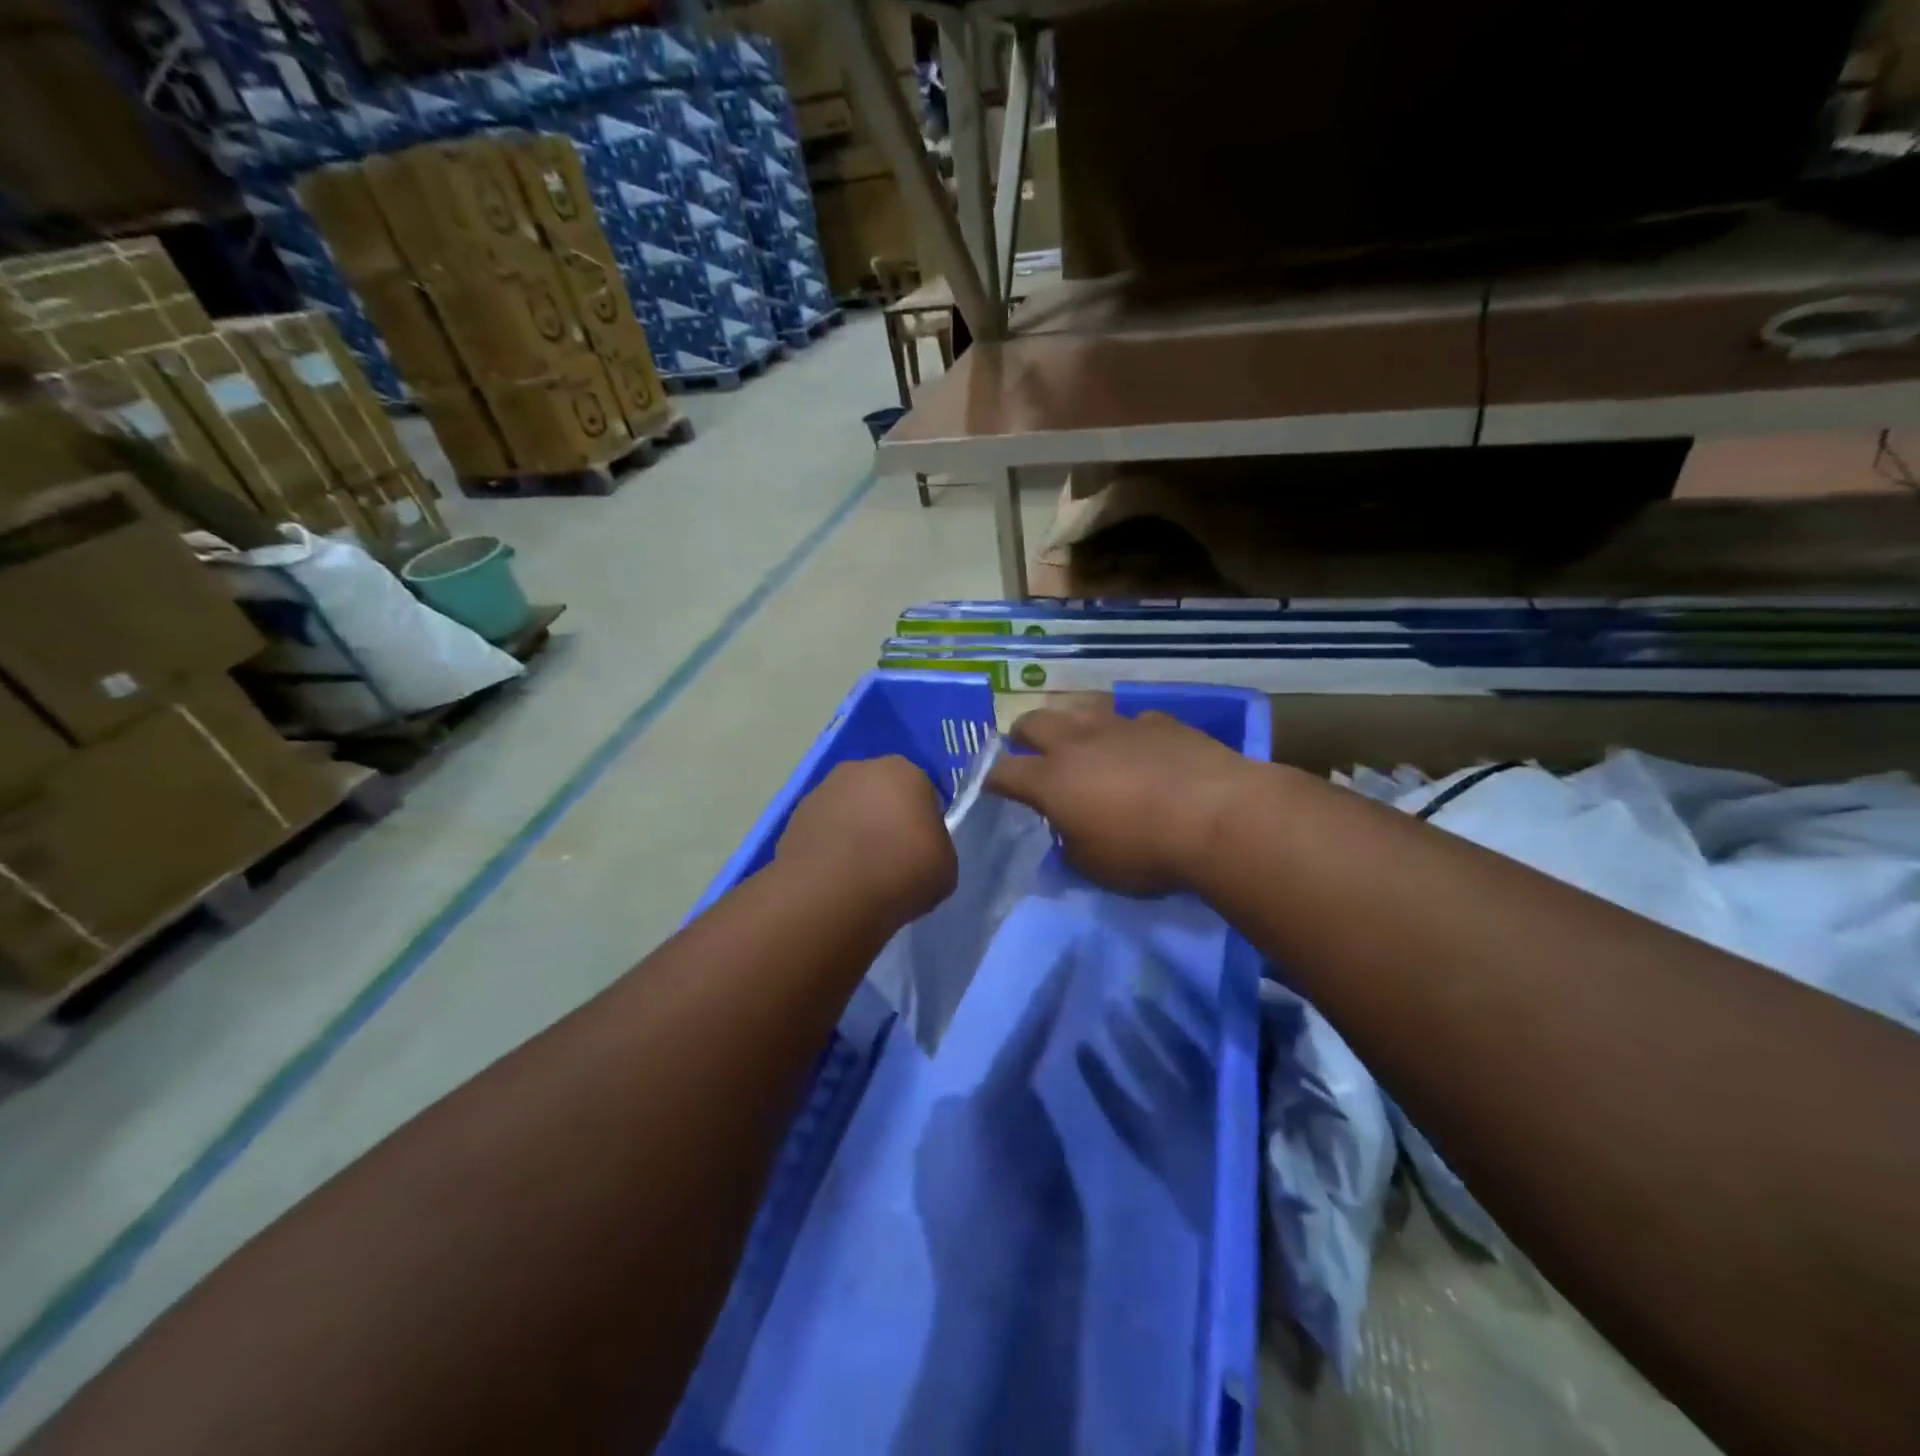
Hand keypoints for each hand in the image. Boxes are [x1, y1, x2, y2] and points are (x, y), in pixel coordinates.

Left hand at [776, 757, 956, 923]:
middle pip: (881, 793)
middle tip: (891, 858)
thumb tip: (919, 850)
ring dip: (854, 831)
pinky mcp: (794, 817)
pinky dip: (829, 847)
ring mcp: (822, 790)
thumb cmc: (902, 871)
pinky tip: (834, 877)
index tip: (921, 850)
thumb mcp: (945, 865)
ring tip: (858, 873)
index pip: (922, 791)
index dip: (923, 821)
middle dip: (885, 818)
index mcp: (905, 771)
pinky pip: (823, 830)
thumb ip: (935, 847)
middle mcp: (861, 769)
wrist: (833, 893)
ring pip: (849, 809)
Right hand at [988, 704, 1254, 895]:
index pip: (1004, 772)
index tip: (993, 786)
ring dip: (1070, 722)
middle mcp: (1077, 742)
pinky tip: (1138, 746)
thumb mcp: (1095, 866)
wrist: (1216, 815)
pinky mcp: (1160, 721)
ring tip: (1079, 739)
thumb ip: (1071, 847)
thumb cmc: (1145, 850)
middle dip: (1023, 734)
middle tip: (1026, 747)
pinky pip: (1131, 720)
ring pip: (1080, 708)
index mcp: (1051, 780)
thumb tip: (1067, 836)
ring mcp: (1119, 725)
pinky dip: (1125, 732)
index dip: (993, 779)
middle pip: (1034, 722)